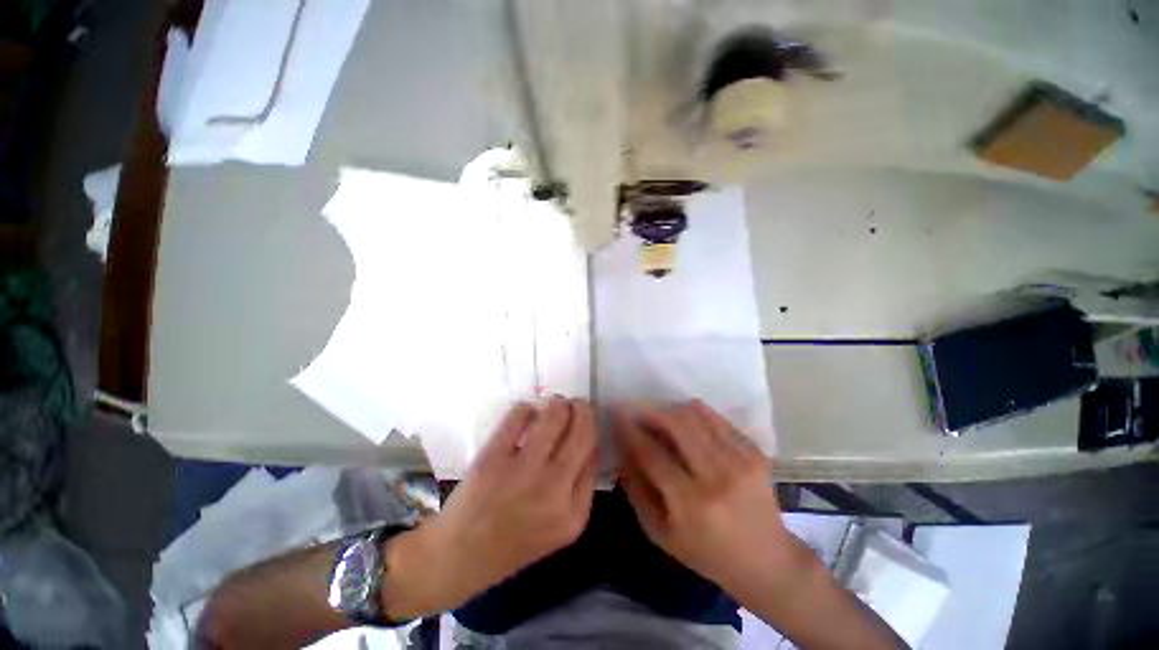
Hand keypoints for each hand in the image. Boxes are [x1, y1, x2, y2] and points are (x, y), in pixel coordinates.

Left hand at [382, 397, 597, 618]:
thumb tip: (590, 444)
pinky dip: (526, 408)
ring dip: (557, 403)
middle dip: (582, 410)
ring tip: (554, 403)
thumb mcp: (560, 527)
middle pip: (580, 432)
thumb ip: (581, 487)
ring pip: (553, 417)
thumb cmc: (513, 544)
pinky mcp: (492, 459)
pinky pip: (519, 416)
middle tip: (576, 403)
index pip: (593, 454)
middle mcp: (553, 490)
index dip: (591, 429)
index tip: (585, 421)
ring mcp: (521, 473)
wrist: (458, 559)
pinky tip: (526, 411)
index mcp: (573, 513)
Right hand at [613, 400, 794, 596]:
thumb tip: (623, 451)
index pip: (651, 453)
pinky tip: (688, 423)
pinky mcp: (755, 453)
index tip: (617, 414)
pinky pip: (718, 419)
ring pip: (697, 415)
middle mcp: (716, 476)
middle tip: (639, 411)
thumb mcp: (660, 533)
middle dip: (652, 411)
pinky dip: (697, 414)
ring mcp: (740, 461)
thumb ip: (637, 490)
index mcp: (690, 503)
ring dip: (672, 409)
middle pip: (677, 424)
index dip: (630, 429)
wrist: (767, 562)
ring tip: (661, 416)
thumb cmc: (707, 554)